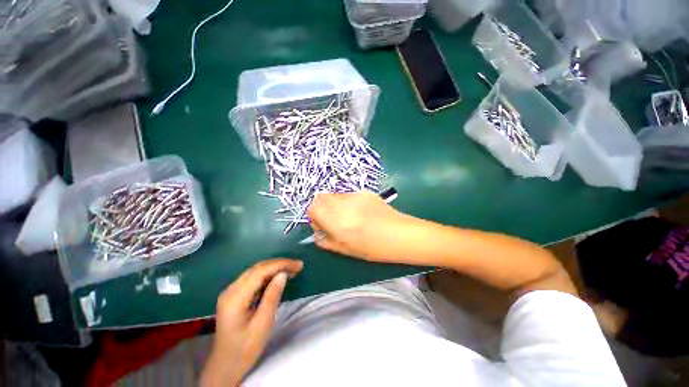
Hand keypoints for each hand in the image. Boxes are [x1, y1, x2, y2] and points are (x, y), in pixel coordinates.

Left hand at [201, 259, 302, 386]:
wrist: (226, 365)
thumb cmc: (245, 348)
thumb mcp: (263, 324)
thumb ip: (272, 296)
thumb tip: (283, 274)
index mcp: (235, 298)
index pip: (260, 271)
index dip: (281, 264)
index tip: (298, 265)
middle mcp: (230, 290)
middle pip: (257, 268)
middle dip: (279, 264)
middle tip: (298, 266)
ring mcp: (230, 292)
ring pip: (255, 271)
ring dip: (274, 268)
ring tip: (292, 270)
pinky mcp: (234, 295)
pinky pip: (253, 278)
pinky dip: (268, 275)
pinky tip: (278, 277)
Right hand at [308, 191, 416, 262]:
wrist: (400, 234)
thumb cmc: (373, 247)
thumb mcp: (345, 250)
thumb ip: (326, 241)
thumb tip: (317, 233)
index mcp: (336, 221)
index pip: (313, 208)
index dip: (314, 216)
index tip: (322, 225)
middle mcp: (342, 205)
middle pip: (320, 197)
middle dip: (321, 208)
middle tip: (331, 220)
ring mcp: (354, 196)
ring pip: (334, 195)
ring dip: (333, 204)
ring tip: (346, 216)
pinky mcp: (364, 192)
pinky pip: (347, 195)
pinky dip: (346, 202)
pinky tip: (359, 212)